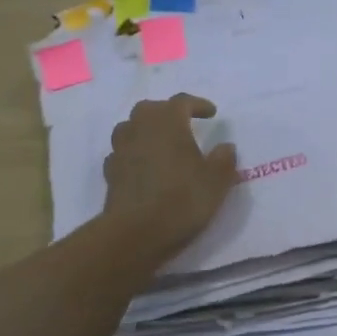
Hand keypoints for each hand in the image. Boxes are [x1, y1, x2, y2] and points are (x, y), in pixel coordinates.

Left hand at [102, 94, 238, 260]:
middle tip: (183, 123)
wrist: (136, 233)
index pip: (182, 102)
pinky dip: (133, 153)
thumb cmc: (182, 199)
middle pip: (150, 108)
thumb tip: (225, 146)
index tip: (211, 113)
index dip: (198, 104)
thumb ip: (224, 160)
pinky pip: (122, 153)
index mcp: (168, 123)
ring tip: (161, 142)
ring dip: (145, 129)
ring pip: (130, 127)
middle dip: (167, 112)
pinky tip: (143, 166)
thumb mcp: (217, 181)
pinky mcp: (110, 173)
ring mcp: (121, 150)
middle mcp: (141, 129)